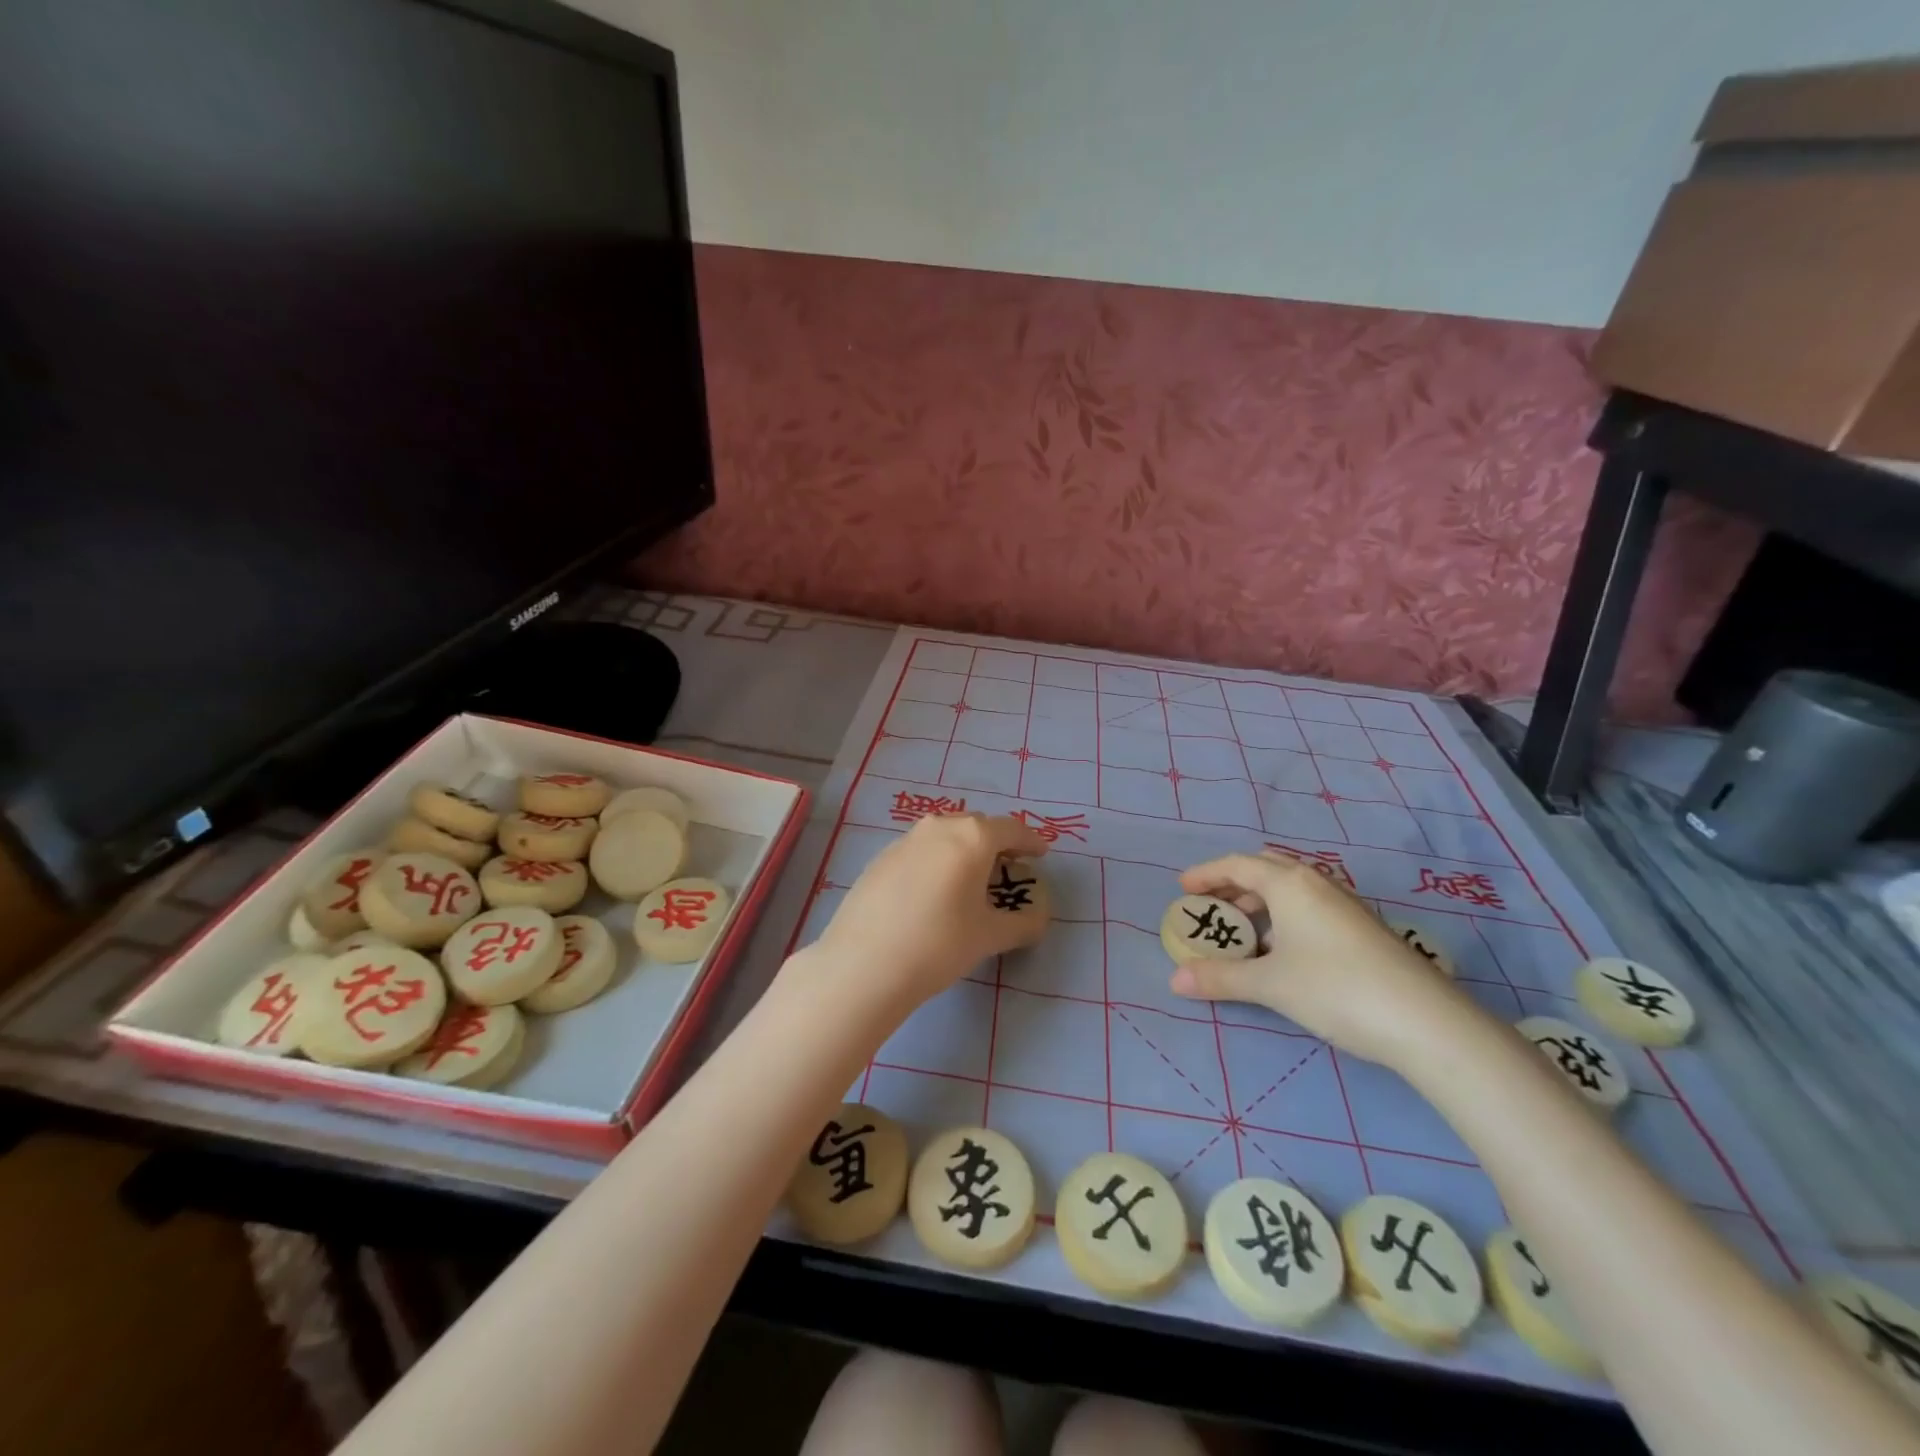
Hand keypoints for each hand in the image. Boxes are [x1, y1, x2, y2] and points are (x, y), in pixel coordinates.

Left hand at [806, 813, 1047, 1015]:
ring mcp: (905, 840)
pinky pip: (920, 851)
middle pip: (977, 827)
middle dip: (996, 844)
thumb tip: (1038, 918)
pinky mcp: (880, 858)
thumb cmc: (939, 944)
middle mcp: (938, 827)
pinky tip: (933, 893)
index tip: (1041, 854)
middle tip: (1007, 870)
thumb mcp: (990, 937)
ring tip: (970, 881)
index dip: (1030, 841)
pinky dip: (936, 862)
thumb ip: (1023, 923)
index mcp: (972, 837)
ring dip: (964, 851)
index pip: (1011, 829)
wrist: (864, 963)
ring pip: (945, 836)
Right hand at [1169, 852, 1482, 1069]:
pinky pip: (1310, 908)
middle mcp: (1317, 884)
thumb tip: (1174, 980)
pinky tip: (1284, 952)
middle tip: (1211, 905)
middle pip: (1266, 869)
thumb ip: (1221, 978)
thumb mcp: (1270, 984)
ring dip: (1261, 902)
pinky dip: (1285, 918)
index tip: (1183, 889)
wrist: (1425, 1021)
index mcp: (1289, 884)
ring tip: (1243, 931)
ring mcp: (1345, 905)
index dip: (1206, 874)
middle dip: (1234, 884)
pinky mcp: (1363, 929)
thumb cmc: (1335, 989)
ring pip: (1291, 890)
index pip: (1237, 865)